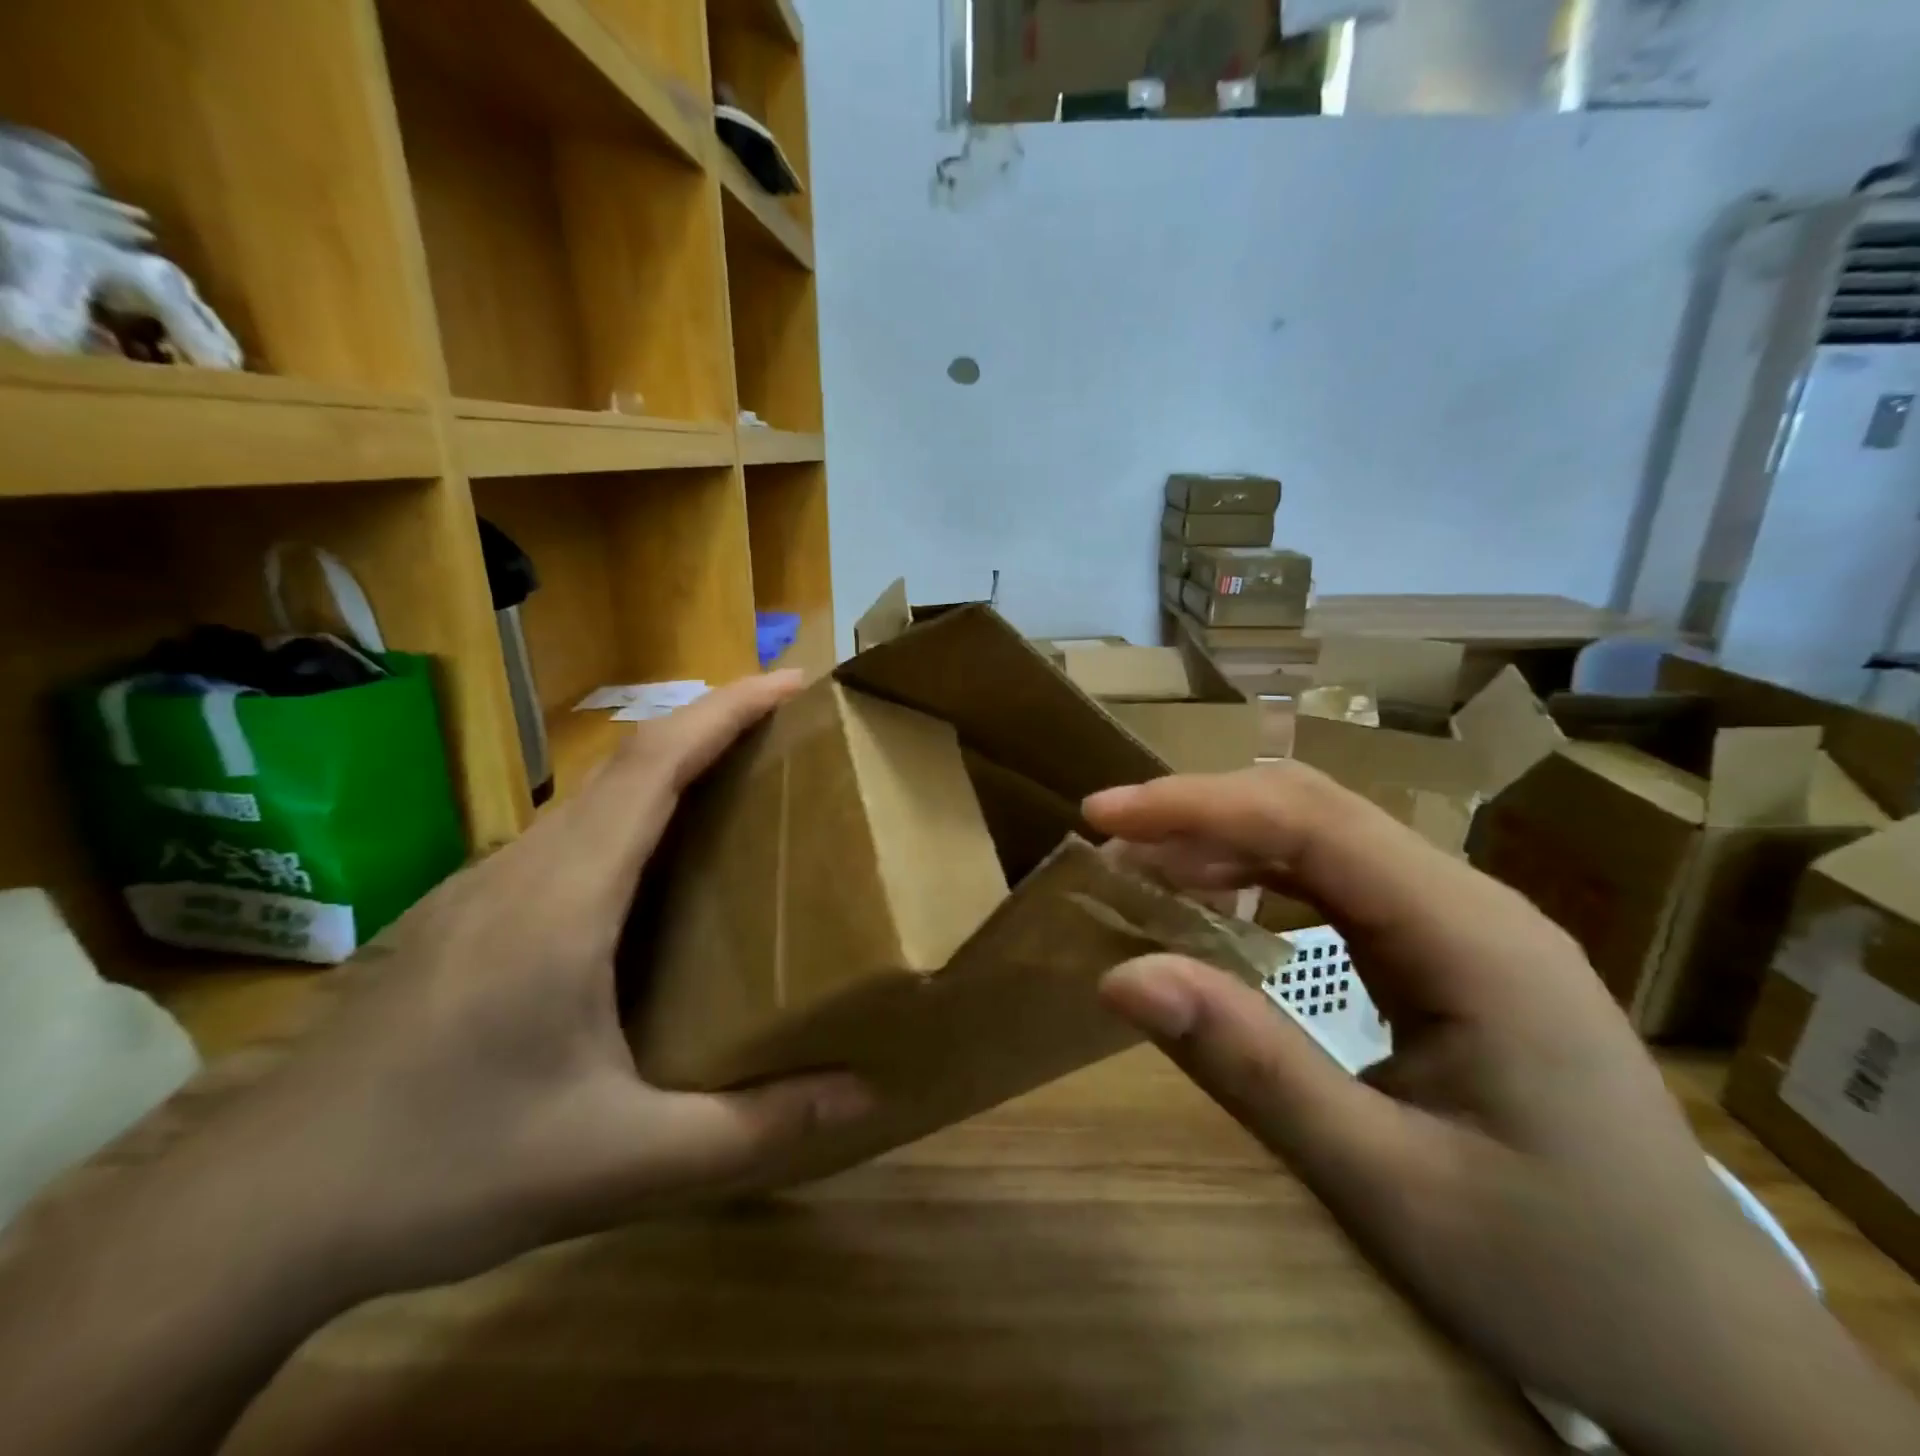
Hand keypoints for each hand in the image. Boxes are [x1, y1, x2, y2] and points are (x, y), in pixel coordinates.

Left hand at [206, 669, 870, 1293]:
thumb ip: (750, 1129)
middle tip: (791, 735)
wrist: (257, 1212)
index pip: (654, 763)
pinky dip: (630, 816)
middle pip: (629, 762)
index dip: (726, 709)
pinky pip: (568, 836)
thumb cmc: (445, 1168)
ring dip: (670, 769)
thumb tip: (865, 1099)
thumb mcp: (619, 1160)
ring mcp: (485, 886)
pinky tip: (652, 872)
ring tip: (741, 789)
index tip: (792, 683)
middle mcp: (525, 868)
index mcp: (566, 898)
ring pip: (594, 797)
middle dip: (713, 726)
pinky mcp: (465, 914)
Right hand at [1088, 764, 1919, 1455]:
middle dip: (1200, 812)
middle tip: (1107, 842)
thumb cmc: (1558, 1274)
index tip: (1100, 816)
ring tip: (1142, 871)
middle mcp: (1470, 903)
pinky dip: (1260, 878)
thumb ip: (1252, 1069)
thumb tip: (1122, 976)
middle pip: (1316, 811)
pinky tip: (1216, 906)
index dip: (1195, 805)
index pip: (1310, 823)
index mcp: (1470, 938)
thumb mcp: (1387, 1186)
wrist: (1710, 1349)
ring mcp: (1464, 922)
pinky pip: (1339, 882)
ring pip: (1325, 837)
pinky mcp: (1450, 949)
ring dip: (1226, 841)